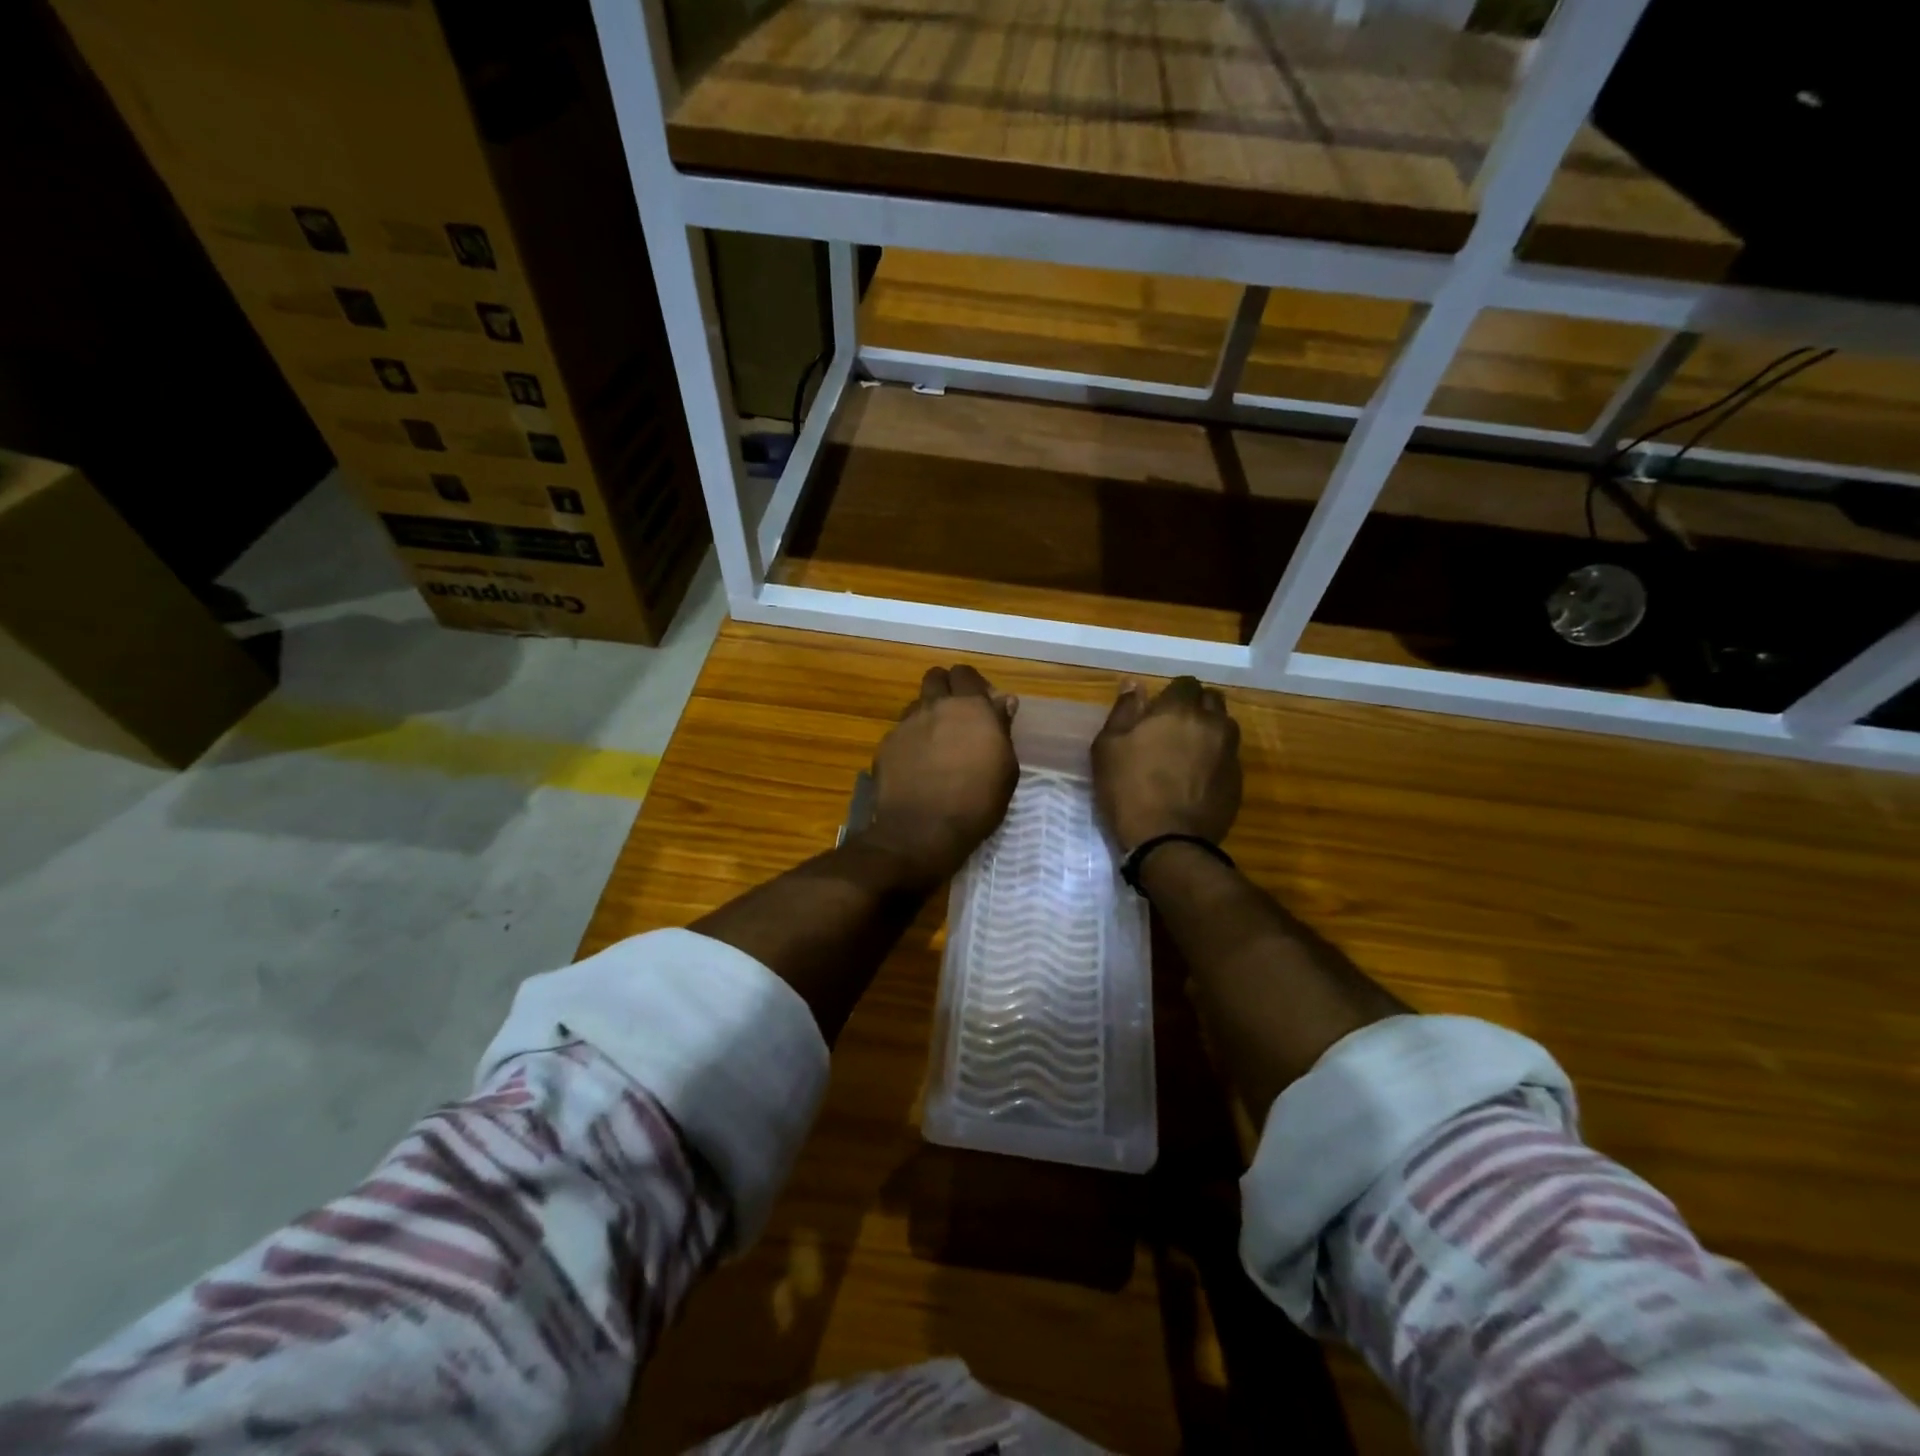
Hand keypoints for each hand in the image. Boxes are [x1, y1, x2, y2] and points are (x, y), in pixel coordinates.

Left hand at [857, 665, 1018, 886]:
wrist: (921, 831)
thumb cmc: (976, 803)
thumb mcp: (1005, 769)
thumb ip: (1002, 728)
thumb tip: (1002, 701)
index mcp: (970, 708)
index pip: (966, 674)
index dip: (973, 685)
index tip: (982, 705)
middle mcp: (935, 707)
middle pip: (936, 678)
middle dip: (946, 689)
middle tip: (957, 716)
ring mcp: (906, 724)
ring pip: (917, 703)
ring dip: (928, 713)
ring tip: (936, 742)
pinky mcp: (886, 745)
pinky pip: (901, 731)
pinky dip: (911, 740)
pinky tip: (917, 765)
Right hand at [1092, 677, 1240, 850]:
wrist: (1168, 841)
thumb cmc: (1128, 790)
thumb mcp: (1108, 747)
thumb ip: (1123, 711)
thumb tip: (1134, 684)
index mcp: (1178, 711)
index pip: (1185, 684)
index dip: (1172, 694)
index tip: (1157, 712)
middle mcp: (1212, 724)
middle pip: (1212, 700)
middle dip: (1196, 707)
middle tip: (1173, 728)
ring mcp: (1229, 753)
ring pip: (1225, 727)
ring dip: (1210, 731)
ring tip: (1189, 752)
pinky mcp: (1238, 780)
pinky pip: (1229, 757)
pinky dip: (1216, 759)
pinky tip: (1197, 778)